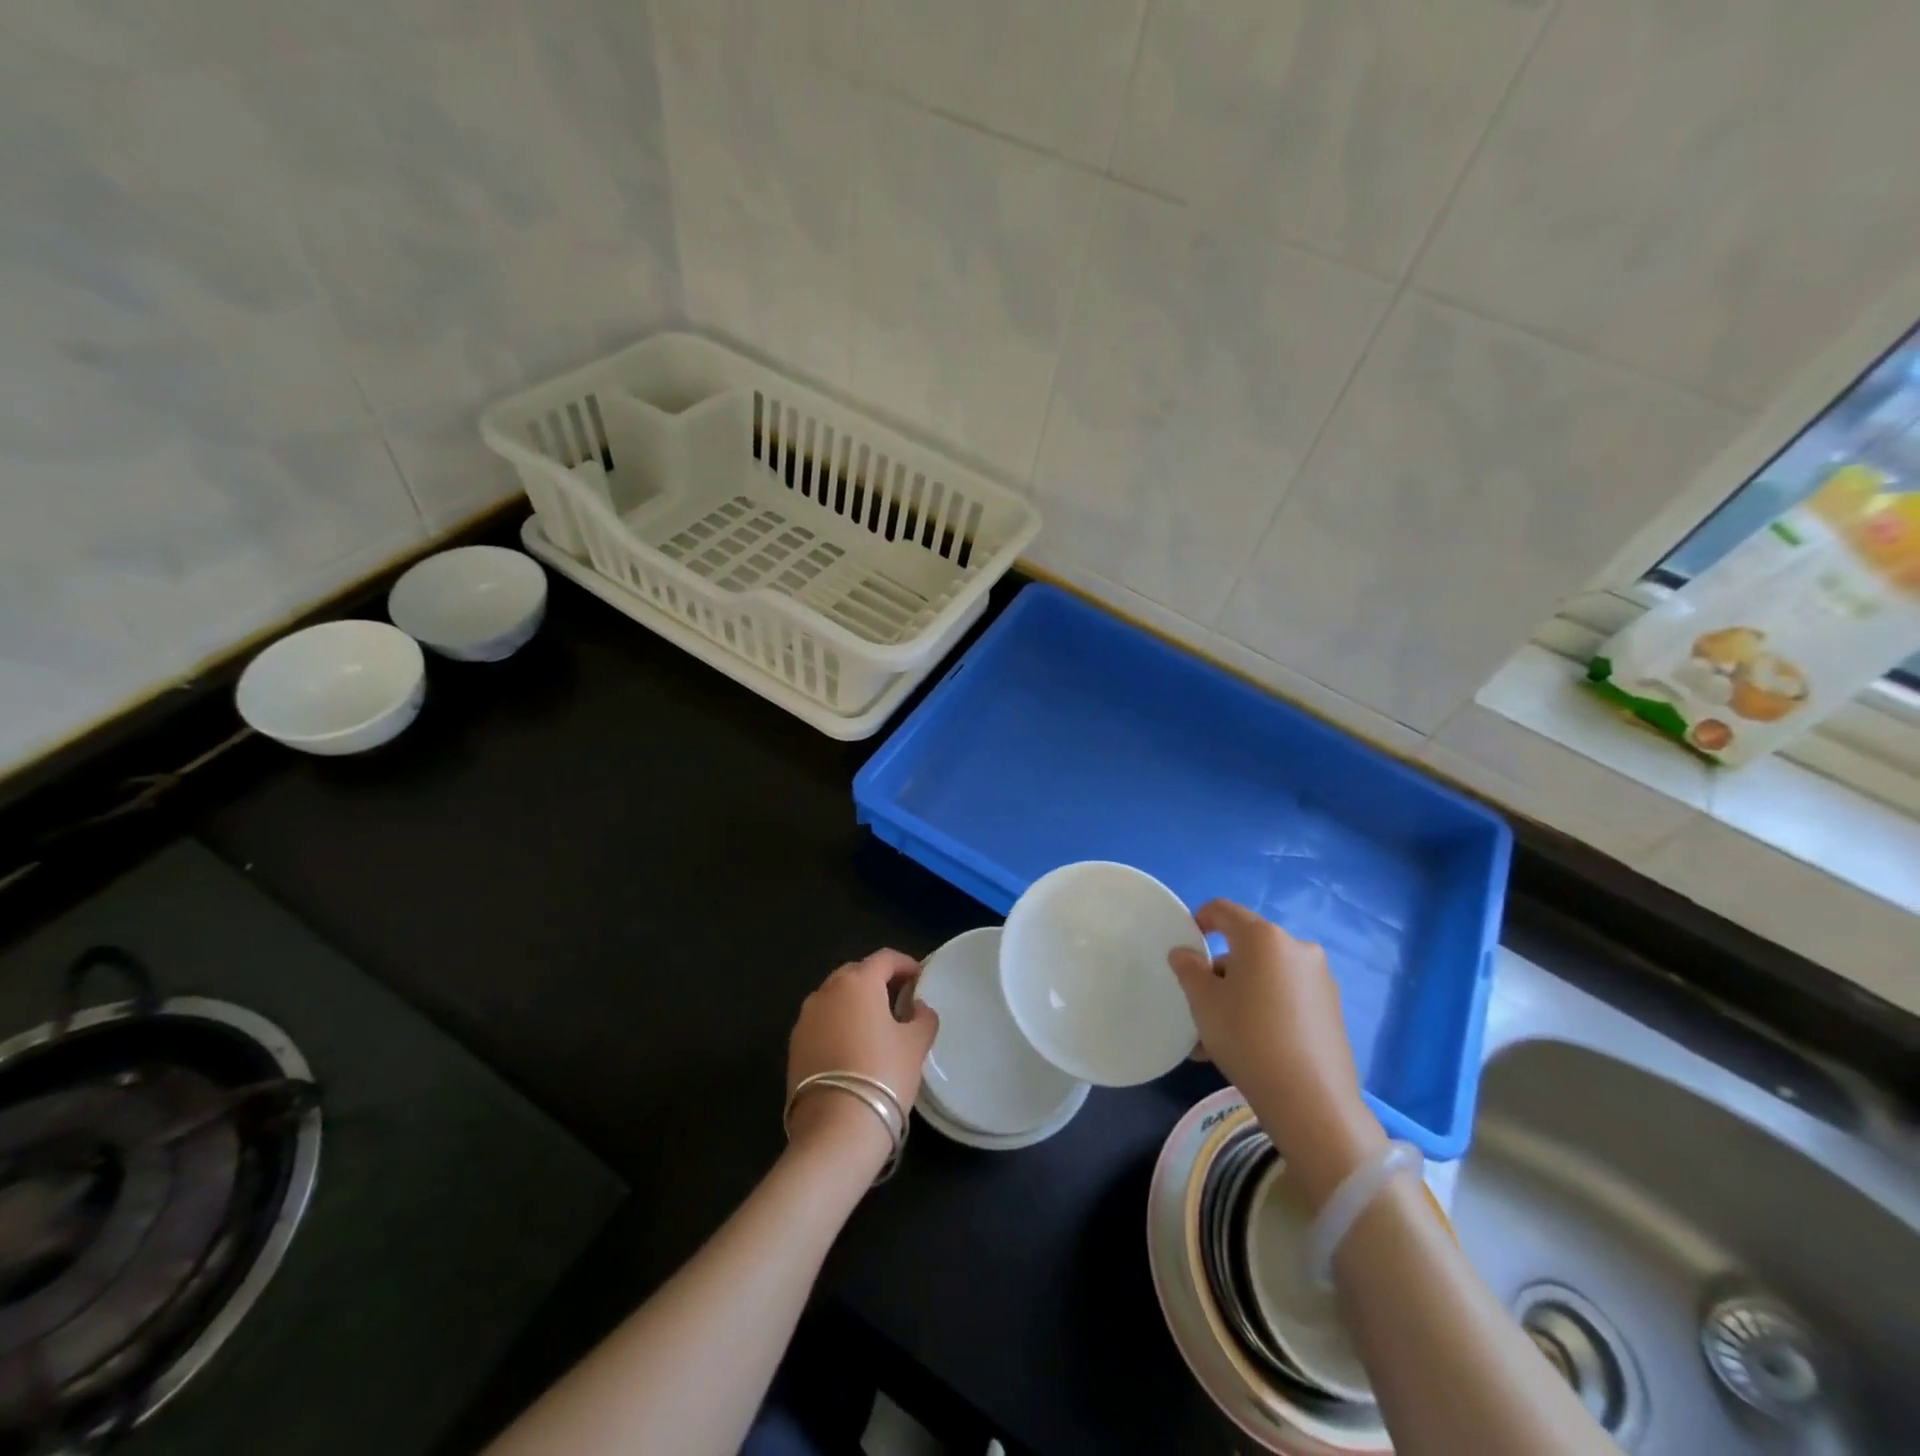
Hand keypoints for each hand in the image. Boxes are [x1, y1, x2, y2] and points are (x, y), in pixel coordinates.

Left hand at [786, 950, 939, 1165]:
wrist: (835, 1129)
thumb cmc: (883, 1075)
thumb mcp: (915, 1045)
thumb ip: (922, 1018)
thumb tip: (918, 1007)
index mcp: (858, 982)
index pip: (884, 958)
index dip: (905, 964)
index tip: (920, 978)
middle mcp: (826, 991)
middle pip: (855, 973)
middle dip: (877, 980)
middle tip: (898, 999)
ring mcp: (805, 1019)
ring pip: (834, 998)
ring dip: (855, 1003)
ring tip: (875, 1025)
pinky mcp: (794, 1046)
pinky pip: (821, 1023)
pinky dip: (838, 1025)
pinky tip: (852, 1048)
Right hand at [1169, 901, 1386, 1205]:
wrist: (1311, 1100)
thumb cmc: (1247, 1037)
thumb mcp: (1203, 1001)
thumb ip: (1189, 969)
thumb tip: (1185, 953)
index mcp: (1263, 936)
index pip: (1223, 910)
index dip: (1199, 921)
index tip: (1186, 950)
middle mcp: (1296, 947)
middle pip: (1246, 947)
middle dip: (1219, 972)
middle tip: (1200, 1006)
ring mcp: (1319, 978)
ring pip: (1264, 977)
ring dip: (1238, 996)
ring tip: (1218, 1038)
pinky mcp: (1331, 1008)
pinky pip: (1285, 997)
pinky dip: (1263, 1010)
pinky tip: (1247, 1048)